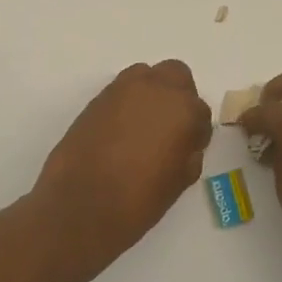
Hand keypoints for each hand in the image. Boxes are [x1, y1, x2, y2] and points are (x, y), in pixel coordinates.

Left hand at [31, 60, 212, 263]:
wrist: (81, 205)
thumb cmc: (139, 199)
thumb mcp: (180, 180)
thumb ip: (189, 151)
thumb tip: (185, 142)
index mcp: (184, 109)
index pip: (201, 111)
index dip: (196, 132)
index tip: (188, 148)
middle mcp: (156, 89)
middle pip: (176, 76)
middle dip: (177, 97)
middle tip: (170, 128)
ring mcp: (123, 89)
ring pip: (146, 76)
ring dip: (151, 94)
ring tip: (142, 127)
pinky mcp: (97, 98)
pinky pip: (121, 91)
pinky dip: (126, 104)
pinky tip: (121, 132)